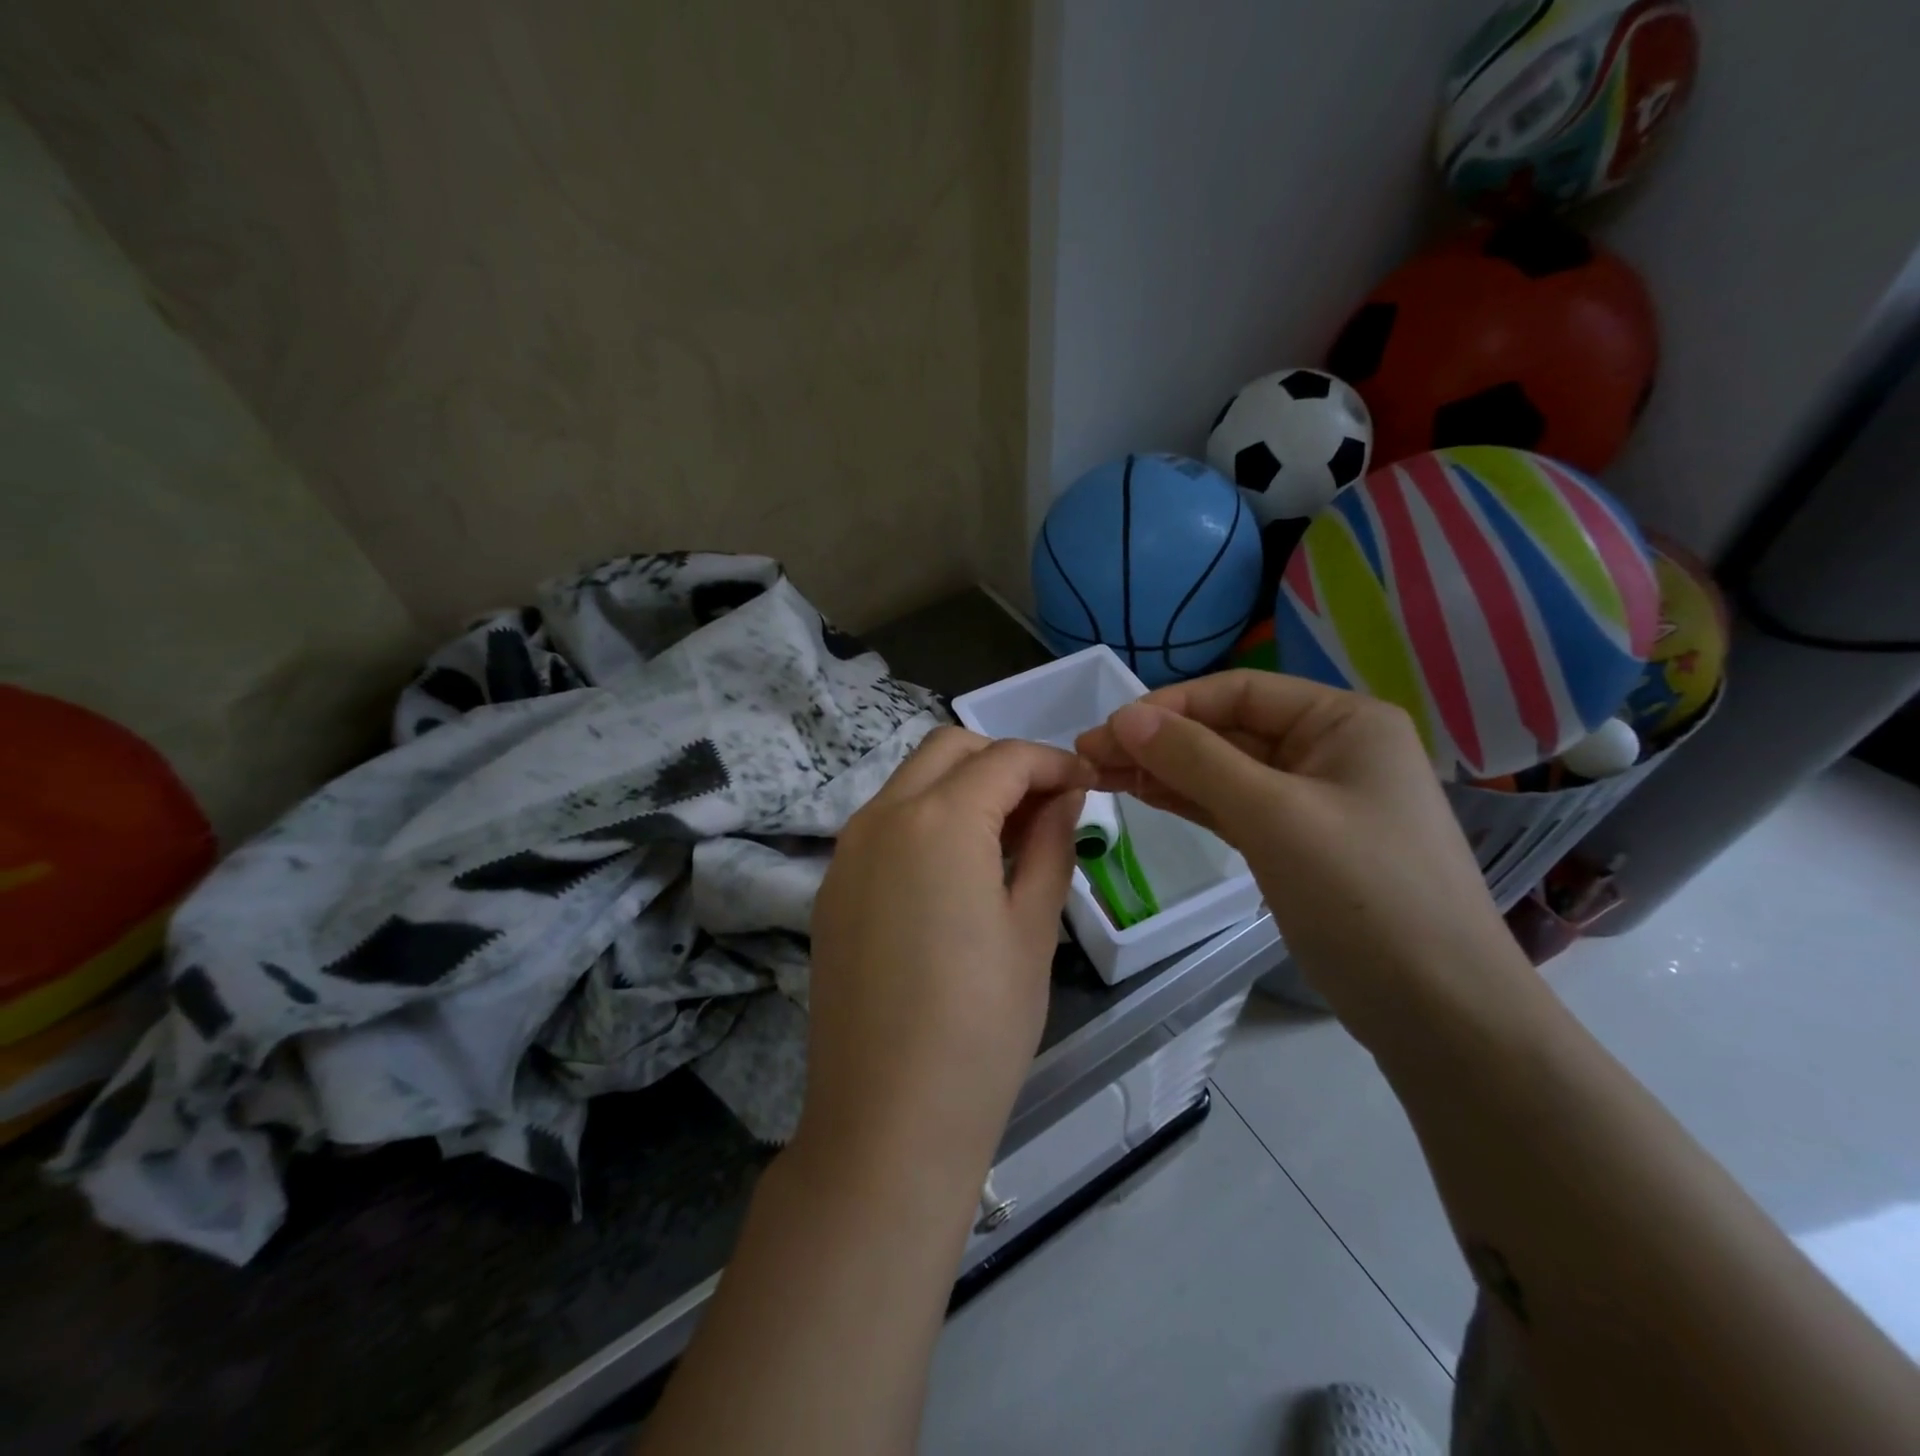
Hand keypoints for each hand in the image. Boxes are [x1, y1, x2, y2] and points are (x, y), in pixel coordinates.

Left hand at [801, 727, 1091, 1197]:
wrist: (887, 1119)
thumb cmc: (981, 1028)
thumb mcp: (1032, 929)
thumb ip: (1051, 845)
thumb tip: (1064, 798)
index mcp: (939, 820)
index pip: (1005, 758)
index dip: (1053, 762)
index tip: (1086, 786)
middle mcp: (881, 816)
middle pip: (948, 749)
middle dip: (1002, 761)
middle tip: (1047, 805)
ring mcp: (847, 851)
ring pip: (911, 781)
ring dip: (962, 787)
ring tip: (1008, 837)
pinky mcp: (832, 887)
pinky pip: (885, 823)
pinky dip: (927, 819)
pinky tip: (957, 870)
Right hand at [1074, 671, 1520, 1051]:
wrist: (1439, 1011)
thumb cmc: (1365, 894)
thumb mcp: (1274, 816)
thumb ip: (1196, 760)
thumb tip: (1124, 718)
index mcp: (1342, 721)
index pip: (1239, 691)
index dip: (1169, 706)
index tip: (1107, 729)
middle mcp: (1329, 749)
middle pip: (1227, 730)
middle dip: (1158, 741)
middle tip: (1087, 755)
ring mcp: (1313, 799)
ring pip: (1224, 770)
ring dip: (1164, 770)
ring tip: (1099, 774)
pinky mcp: (1296, 843)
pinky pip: (1232, 807)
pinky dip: (1188, 801)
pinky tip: (1143, 795)